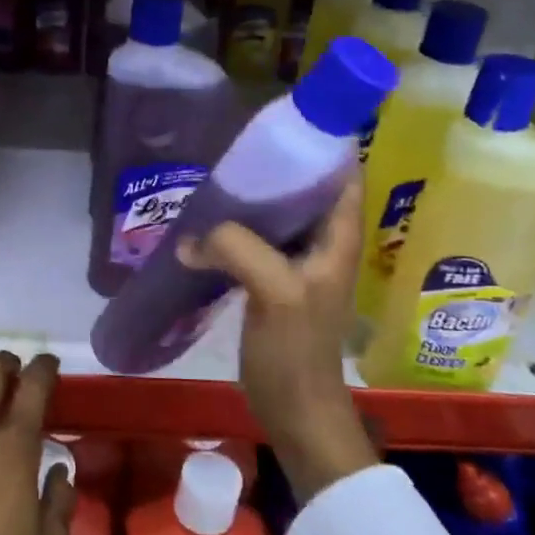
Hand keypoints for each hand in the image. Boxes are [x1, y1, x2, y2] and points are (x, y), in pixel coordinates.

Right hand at [179, 177, 379, 502]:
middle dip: (276, 167)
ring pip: (277, 215)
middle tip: (236, 150)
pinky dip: (235, 228)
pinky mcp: (271, 282)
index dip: (323, 145)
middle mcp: (322, 244)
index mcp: (337, 238)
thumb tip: (191, 238)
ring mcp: (296, 264)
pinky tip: (205, 224)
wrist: (295, 410)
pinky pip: (254, 241)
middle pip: (305, 190)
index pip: (343, 174)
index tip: (285, 124)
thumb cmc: (297, 351)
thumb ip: (238, 249)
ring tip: (217, 180)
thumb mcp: (275, 291)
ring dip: (252, 198)